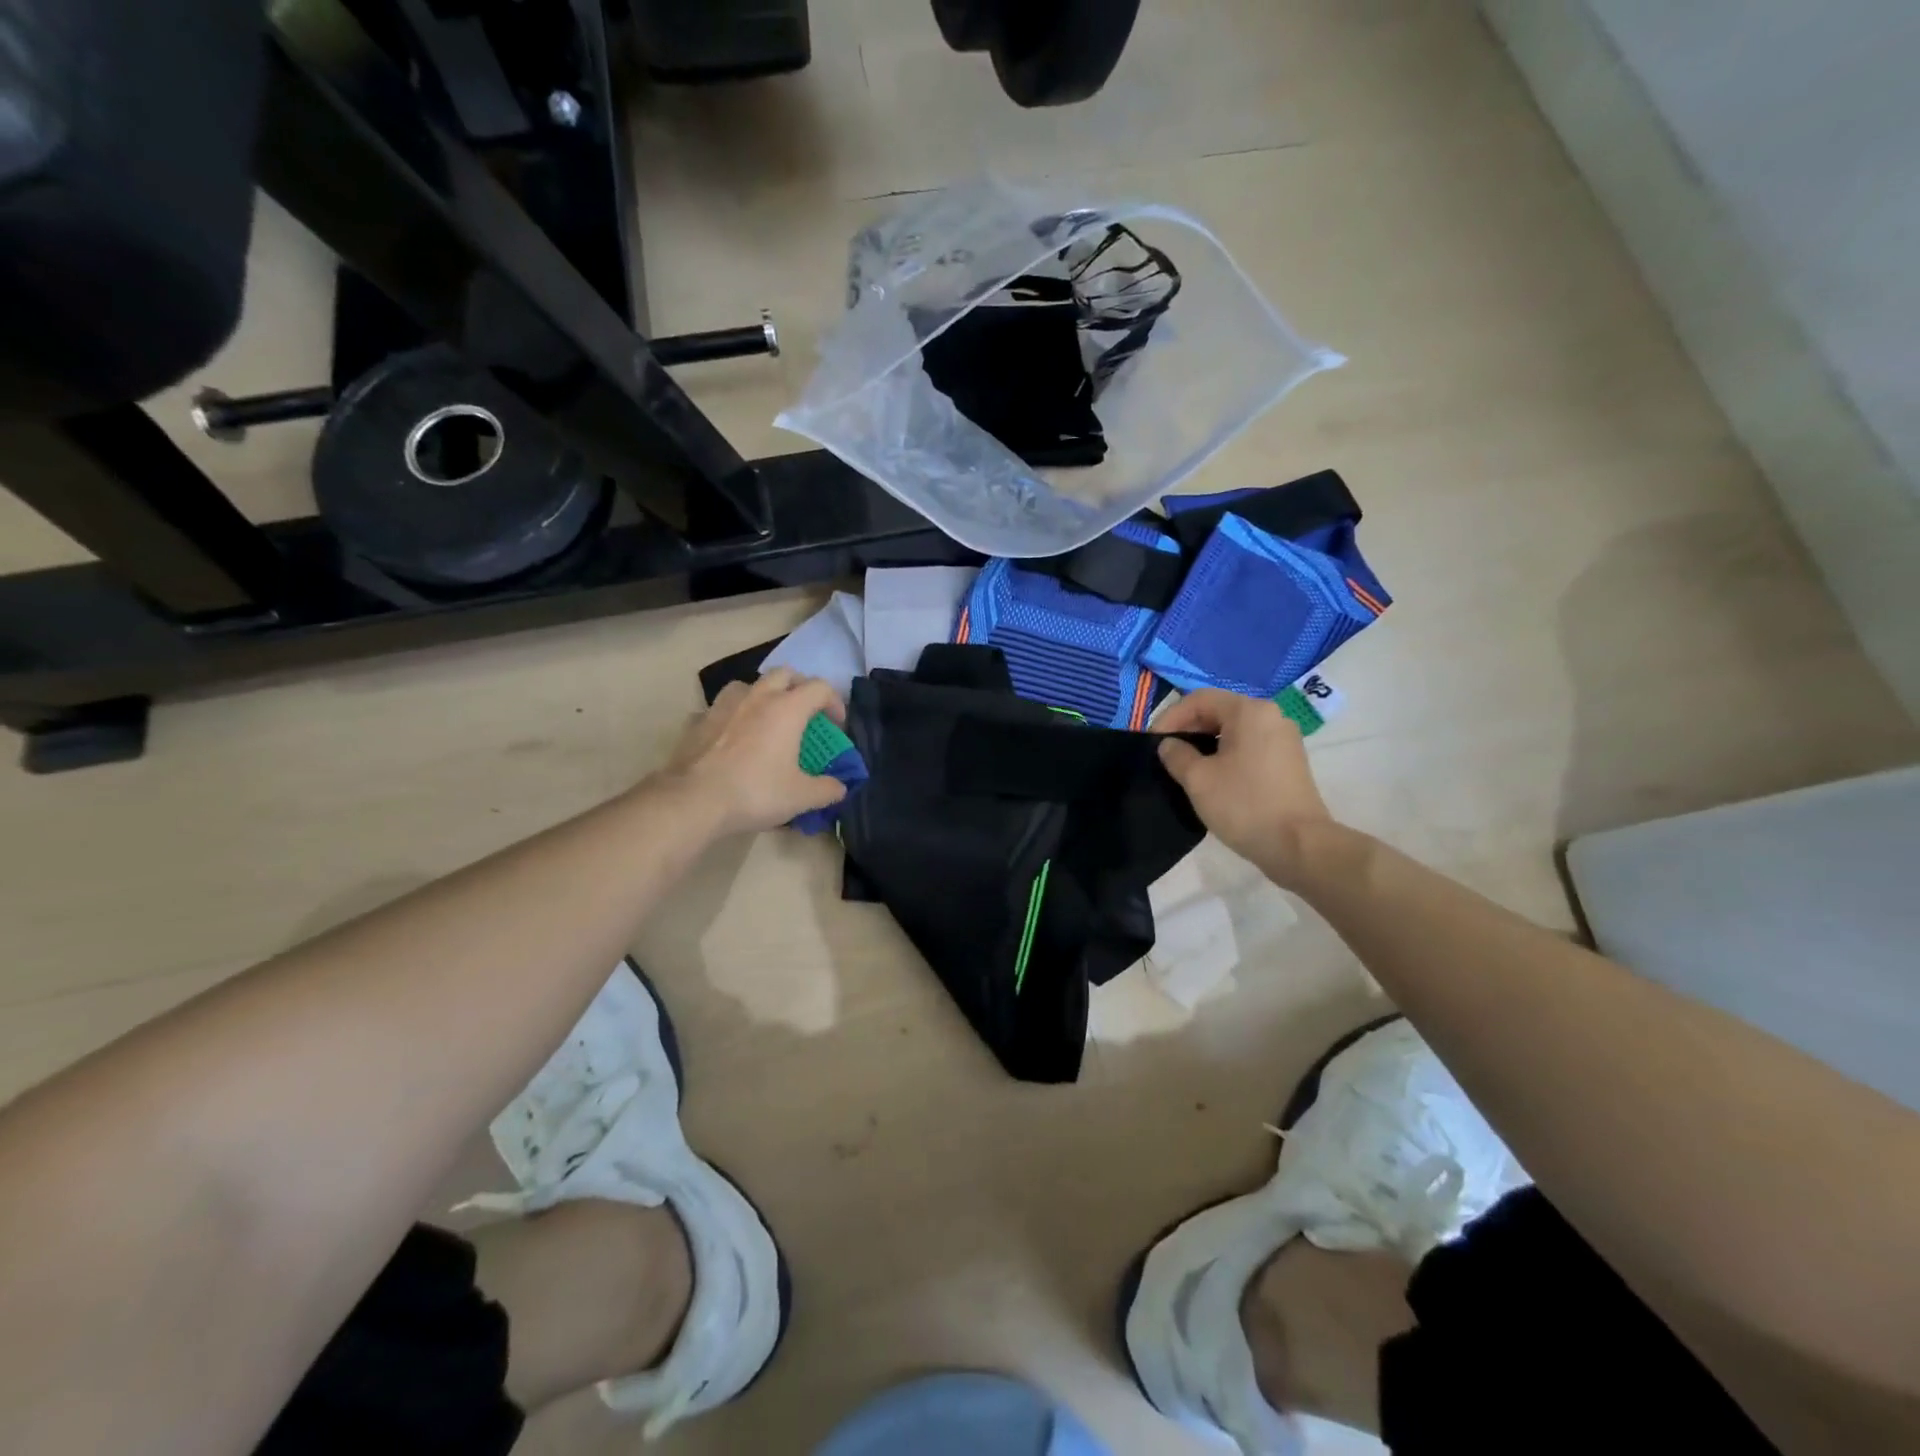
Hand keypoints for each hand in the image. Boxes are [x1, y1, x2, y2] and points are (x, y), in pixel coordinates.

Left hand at [666, 670, 849, 835]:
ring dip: (763, 694)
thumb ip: (827, 789)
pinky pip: (719, 708)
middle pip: (785, 674)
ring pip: (749, 684)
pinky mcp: (698, 720)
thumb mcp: (801, 797)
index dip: (835, 703)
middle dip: (800, 688)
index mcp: (787, 708)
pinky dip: (731, 716)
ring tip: (766, 718)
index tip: (836, 726)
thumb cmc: (755, 792)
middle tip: (805, 713)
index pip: (820, 688)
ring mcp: (723, 705)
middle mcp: (757, 697)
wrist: (694, 800)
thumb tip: (840, 788)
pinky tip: (731, 736)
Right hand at [1156, 689, 1334, 886]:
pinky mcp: (1290, 762)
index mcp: (1249, 711)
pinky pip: (1250, 746)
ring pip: (1234, 731)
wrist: (1299, 846)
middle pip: (1219, 711)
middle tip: (1166, 755)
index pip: (1199, 699)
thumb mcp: (1198, 779)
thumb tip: (1169, 745)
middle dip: (1188, 729)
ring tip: (1186, 767)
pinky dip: (1227, 755)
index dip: (1170, 717)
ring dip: (1206, 744)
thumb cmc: (1244, 805)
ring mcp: (1284, 739)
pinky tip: (1213, 778)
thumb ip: (1176, 755)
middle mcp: (1271, 716)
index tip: (1153, 742)